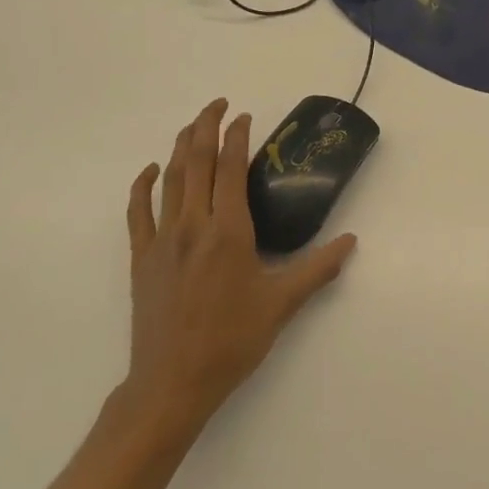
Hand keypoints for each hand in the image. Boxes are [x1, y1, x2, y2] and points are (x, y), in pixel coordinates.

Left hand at [120, 99, 356, 435]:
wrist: (172, 383)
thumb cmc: (231, 341)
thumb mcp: (281, 305)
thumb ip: (317, 269)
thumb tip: (350, 241)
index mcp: (228, 232)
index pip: (231, 168)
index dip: (237, 137)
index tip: (244, 117)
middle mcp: (193, 225)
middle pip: (197, 162)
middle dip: (206, 127)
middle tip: (218, 106)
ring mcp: (162, 240)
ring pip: (170, 179)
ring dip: (181, 146)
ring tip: (193, 126)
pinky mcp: (141, 257)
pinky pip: (138, 211)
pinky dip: (144, 185)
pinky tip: (152, 170)